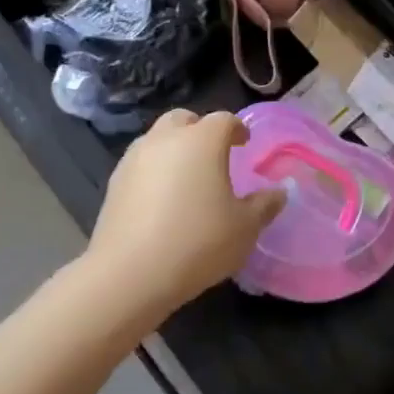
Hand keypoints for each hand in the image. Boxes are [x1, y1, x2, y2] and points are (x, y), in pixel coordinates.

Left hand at [83, 109, 285, 318]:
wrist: (129, 273)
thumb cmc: (198, 243)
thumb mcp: (245, 228)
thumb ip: (265, 205)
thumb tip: (279, 192)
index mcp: (202, 141)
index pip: (224, 120)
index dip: (237, 129)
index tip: (245, 143)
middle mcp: (166, 139)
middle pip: (184, 119)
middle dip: (200, 129)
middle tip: (214, 154)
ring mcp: (135, 159)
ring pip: (158, 139)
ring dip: (174, 148)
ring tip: (187, 177)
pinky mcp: (114, 182)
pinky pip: (140, 163)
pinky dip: (154, 170)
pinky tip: (162, 199)